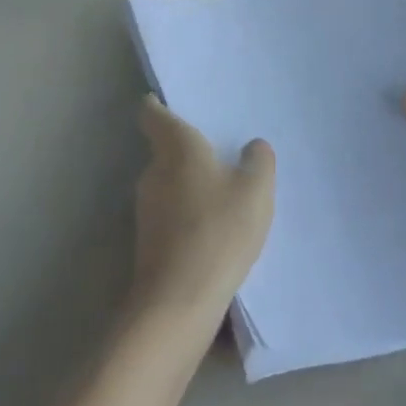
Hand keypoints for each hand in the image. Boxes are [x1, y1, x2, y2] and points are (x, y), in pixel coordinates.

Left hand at [129, 96, 274, 329]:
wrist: (178, 304)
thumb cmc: (218, 231)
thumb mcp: (255, 190)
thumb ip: (259, 161)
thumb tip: (253, 147)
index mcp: (176, 146)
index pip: (152, 114)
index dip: (157, 105)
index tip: (167, 102)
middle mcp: (154, 171)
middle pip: (165, 150)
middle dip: (187, 152)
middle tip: (218, 153)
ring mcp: (146, 209)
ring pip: (167, 185)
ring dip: (188, 187)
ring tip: (222, 195)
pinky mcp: (148, 243)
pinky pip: (169, 216)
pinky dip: (186, 217)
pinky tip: (212, 232)